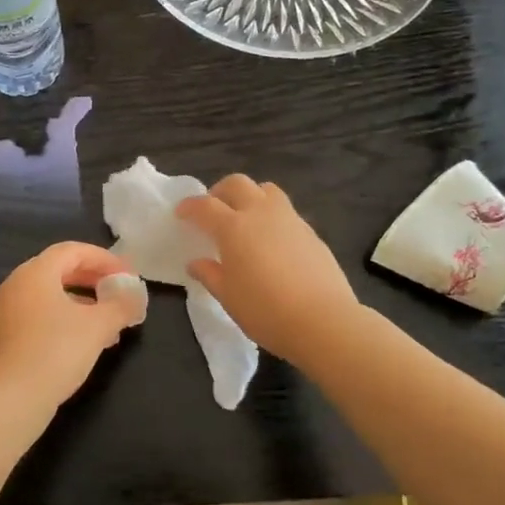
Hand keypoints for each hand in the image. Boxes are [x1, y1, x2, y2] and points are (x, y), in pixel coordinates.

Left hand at [0, 243, 140, 406]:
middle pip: (60, 270)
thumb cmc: (57, 351)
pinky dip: (65, 319)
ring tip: (110, 323)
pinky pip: (40, 314)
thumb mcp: (98, 326)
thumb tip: (135, 297)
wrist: (12, 398)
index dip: (104, 259)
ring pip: (51, 295)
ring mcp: (6, 310)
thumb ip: (121, 306)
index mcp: (35, 272)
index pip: (73, 251)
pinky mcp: (5, 335)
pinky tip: (86, 342)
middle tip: (119, 292)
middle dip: (93, 280)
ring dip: (83, 303)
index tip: (128, 275)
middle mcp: (16, 284)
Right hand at [176, 175, 360, 359]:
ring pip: (266, 190)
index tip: (181, 213)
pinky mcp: (311, 232)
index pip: (205, 206)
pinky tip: (271, 242)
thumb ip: (210, 274)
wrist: (323, 320)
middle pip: (237, 184)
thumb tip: (196, 262)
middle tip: (213, 209)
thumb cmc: (265, 310)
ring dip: (250, 196)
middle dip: (220, 191)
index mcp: (234, 227)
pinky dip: (271, 216)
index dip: (190, 206)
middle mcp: (261, 213)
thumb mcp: (228, 296)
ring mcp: (290, 219)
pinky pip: (286, 211)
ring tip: (245, 218)